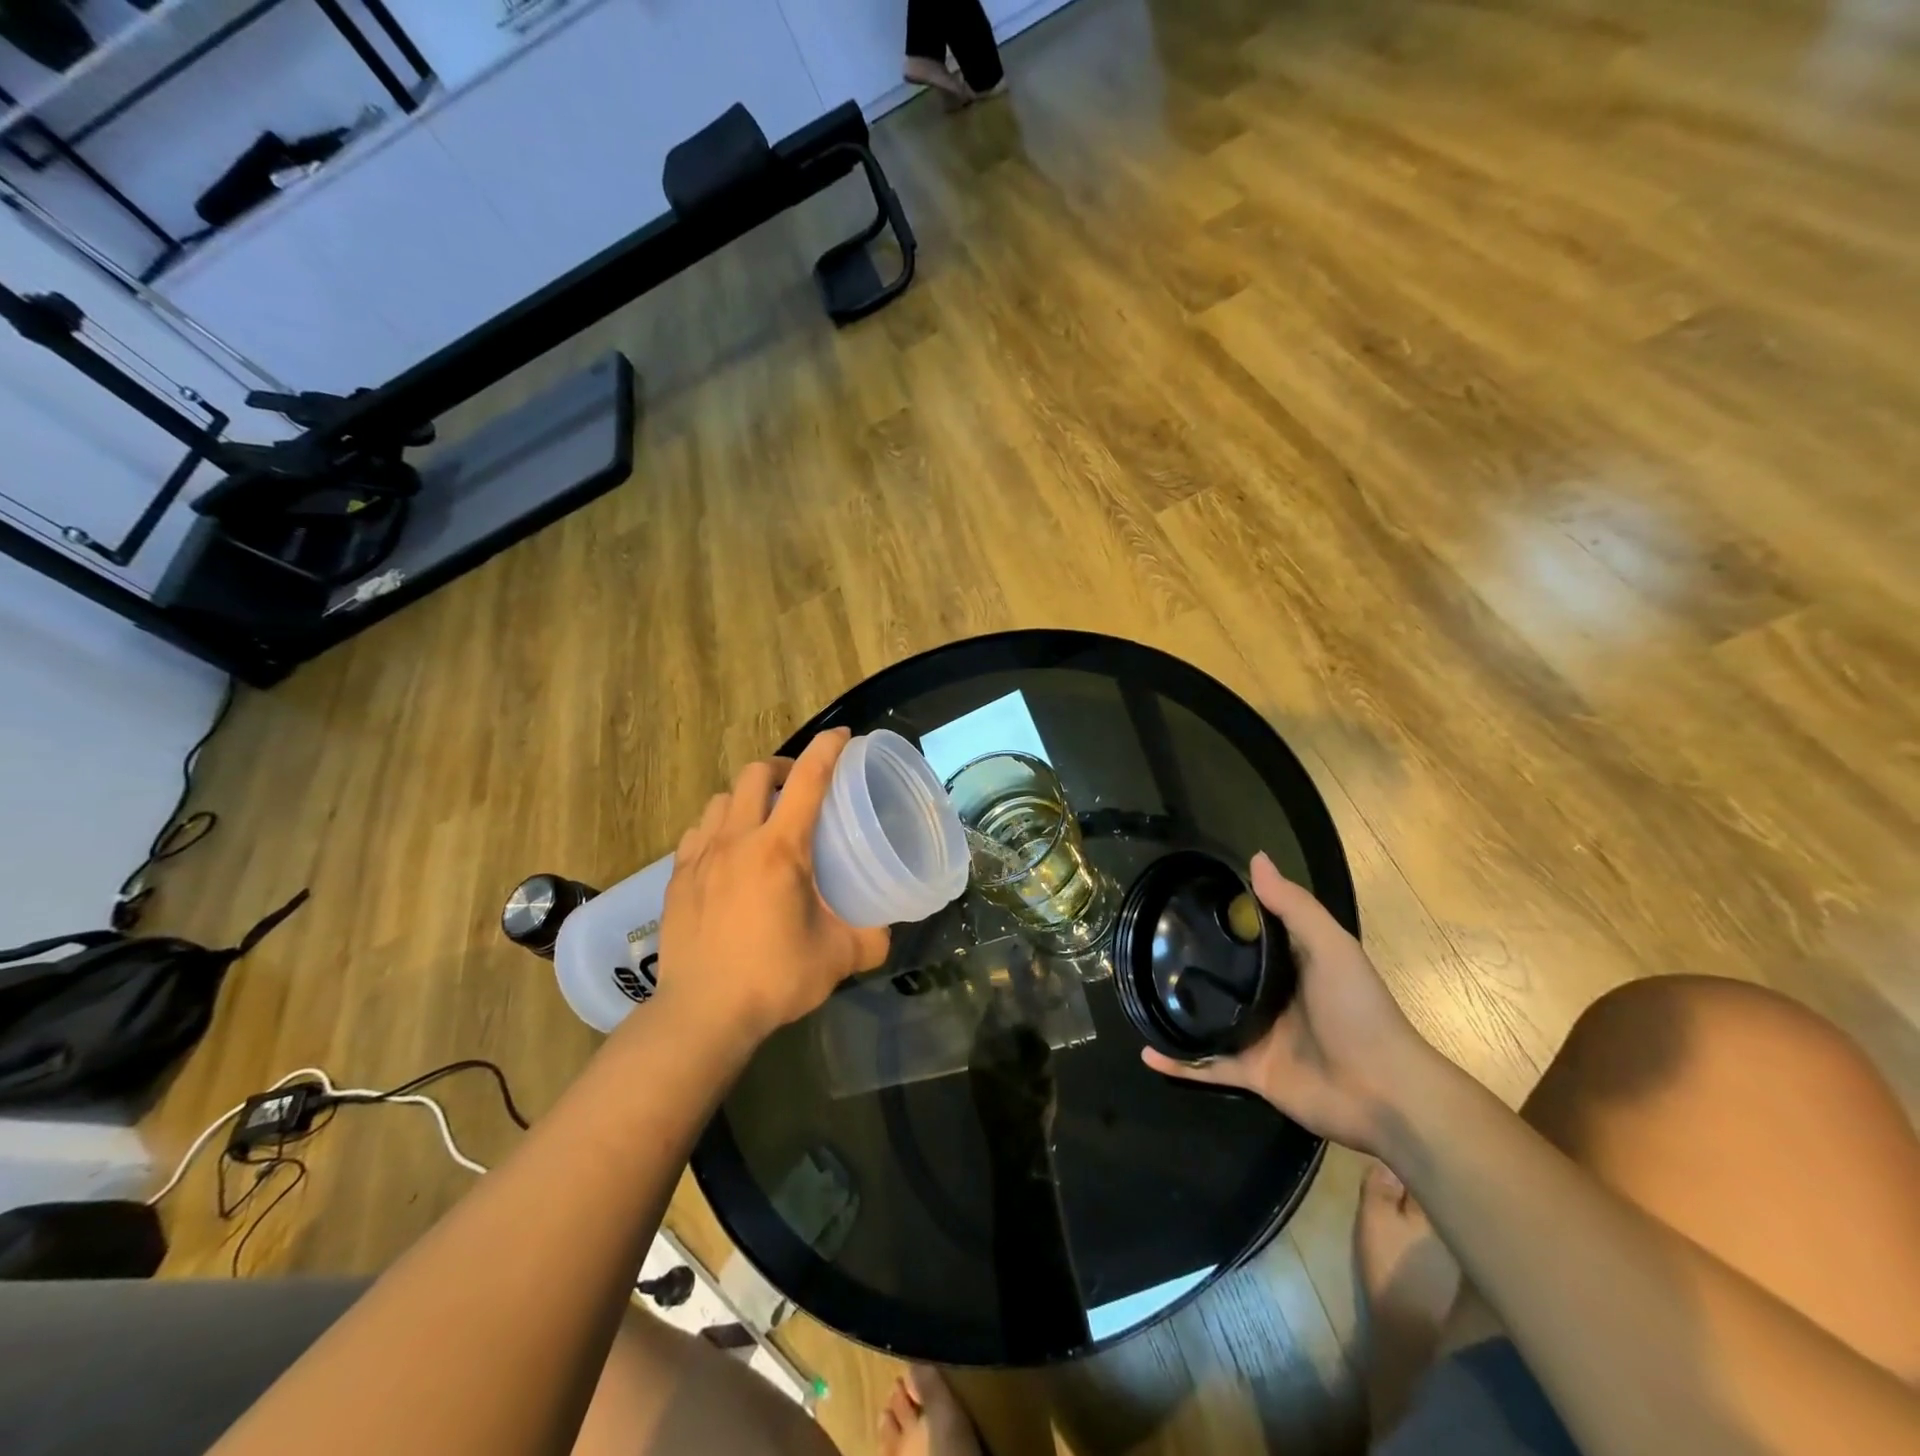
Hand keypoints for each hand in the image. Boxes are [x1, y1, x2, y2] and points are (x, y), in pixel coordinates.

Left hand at [651, 728, 890, 1045]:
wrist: (701, 1014)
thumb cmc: (774, 979)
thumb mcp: (838, 958)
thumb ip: (870, 937)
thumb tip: (887, 930)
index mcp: (780, 850)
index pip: (808, 780)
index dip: (828, 749)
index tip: (843, 736)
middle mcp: (737, 840)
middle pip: (756, 773)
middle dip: (783, 767)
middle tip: (801, 788)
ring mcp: (701, 857)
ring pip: (722, 798)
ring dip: (747, 797)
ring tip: (763, 819)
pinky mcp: (677, 877)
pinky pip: (698, 830)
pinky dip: (718, 826)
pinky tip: (728, 852)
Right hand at [1142, 852, 1441, 1155]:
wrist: (1385, 1092)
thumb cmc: (1359, 1011)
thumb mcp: (1331, 947)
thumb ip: (1294, 907)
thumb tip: (1256, 858)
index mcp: (1291, 966)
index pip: (1250, 936)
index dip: (1221, 918)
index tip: (1182, 900)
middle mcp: (1272, 998)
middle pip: (1224, 977)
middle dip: (1191, 964)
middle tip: (1147, 944)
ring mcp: (1260, 1038)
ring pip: (1209, 1020)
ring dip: (1178, 1011)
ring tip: (1139, 994)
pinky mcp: (1253, 1072)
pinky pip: (1208, 1065)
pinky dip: (1178, 1063)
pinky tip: (1147, 1052)